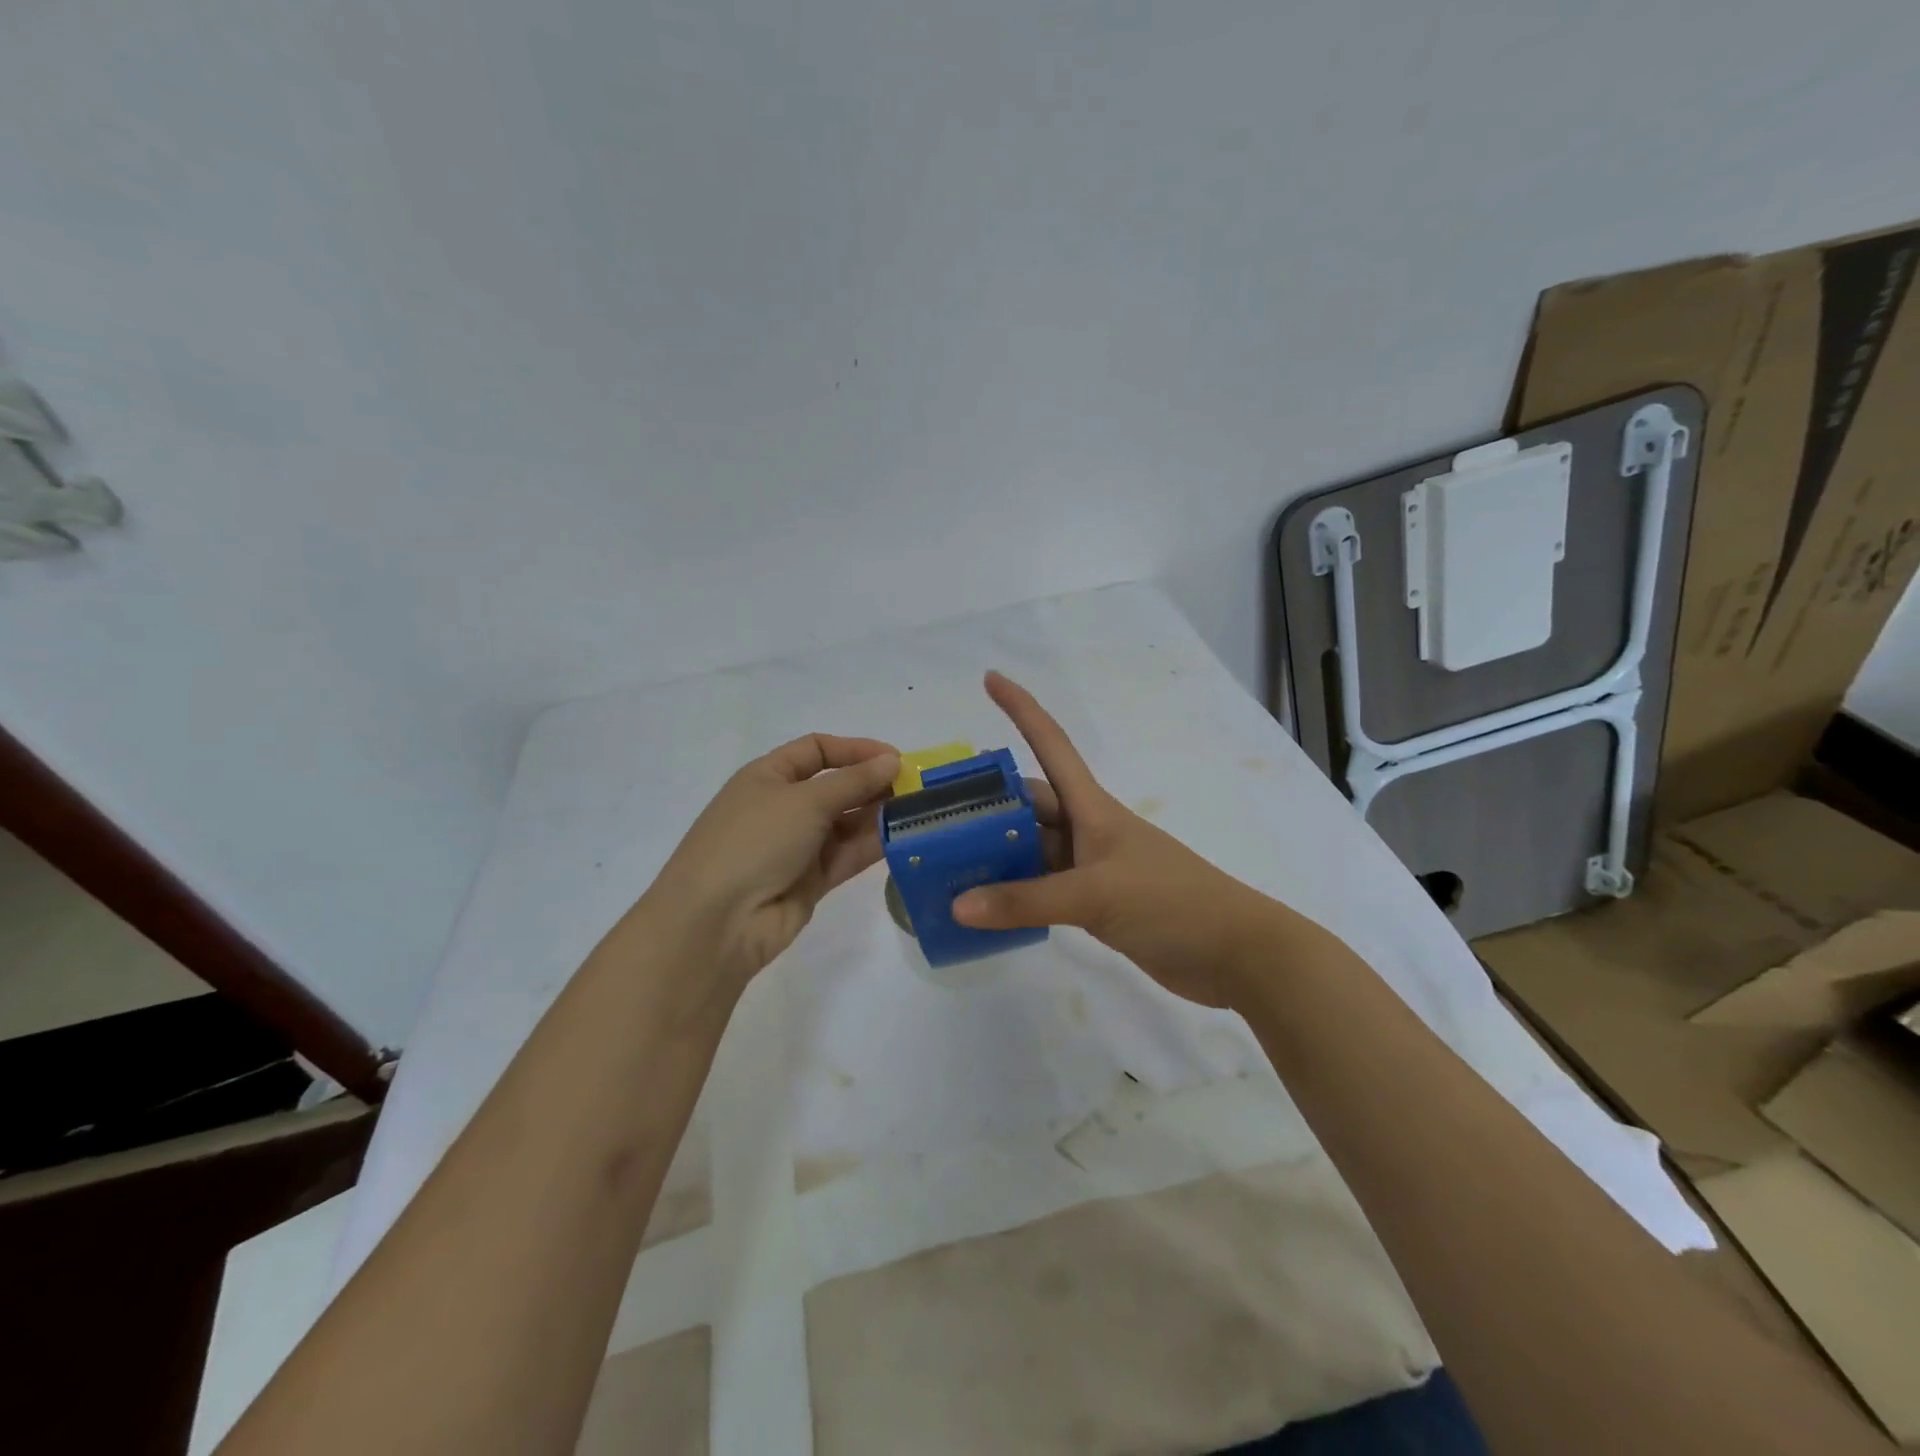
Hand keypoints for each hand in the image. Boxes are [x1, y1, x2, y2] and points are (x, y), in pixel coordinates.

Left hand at [648, 734, 899, 989]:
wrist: (717, 921)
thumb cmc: (754, 841)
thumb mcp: (804, 800)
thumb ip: (853, 781)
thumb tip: (892, 761)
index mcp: (769, 776)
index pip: (817, 750)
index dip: (855, 749)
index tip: (895, 759)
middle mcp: (783, 807)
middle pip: (836, 787)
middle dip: (873, 784)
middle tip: (917, 788)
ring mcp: (796, 846)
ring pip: (846, 822)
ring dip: (879, 815)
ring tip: (919, 812)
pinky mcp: (811, 880)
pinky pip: (848, 855)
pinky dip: (873, 846)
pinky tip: (905, 838)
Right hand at [952, 672, 1273, 1007]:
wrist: (1235, 954)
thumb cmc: (1172, 902)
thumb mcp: (1096, 894)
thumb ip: (1026, 900)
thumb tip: (957, 905)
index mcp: (1093, 808)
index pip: (1051, 745)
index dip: (1021, 709)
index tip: (990, 678)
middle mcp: (1087, 831)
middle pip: (1029, 805)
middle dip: (986, 805)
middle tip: (933, 815)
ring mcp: (1091, 869)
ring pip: (1032, 852)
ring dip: (996, 857)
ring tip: (943, 865)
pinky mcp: (1095, 906)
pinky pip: (1042, 892)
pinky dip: (1014, 897)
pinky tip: (983, 907)